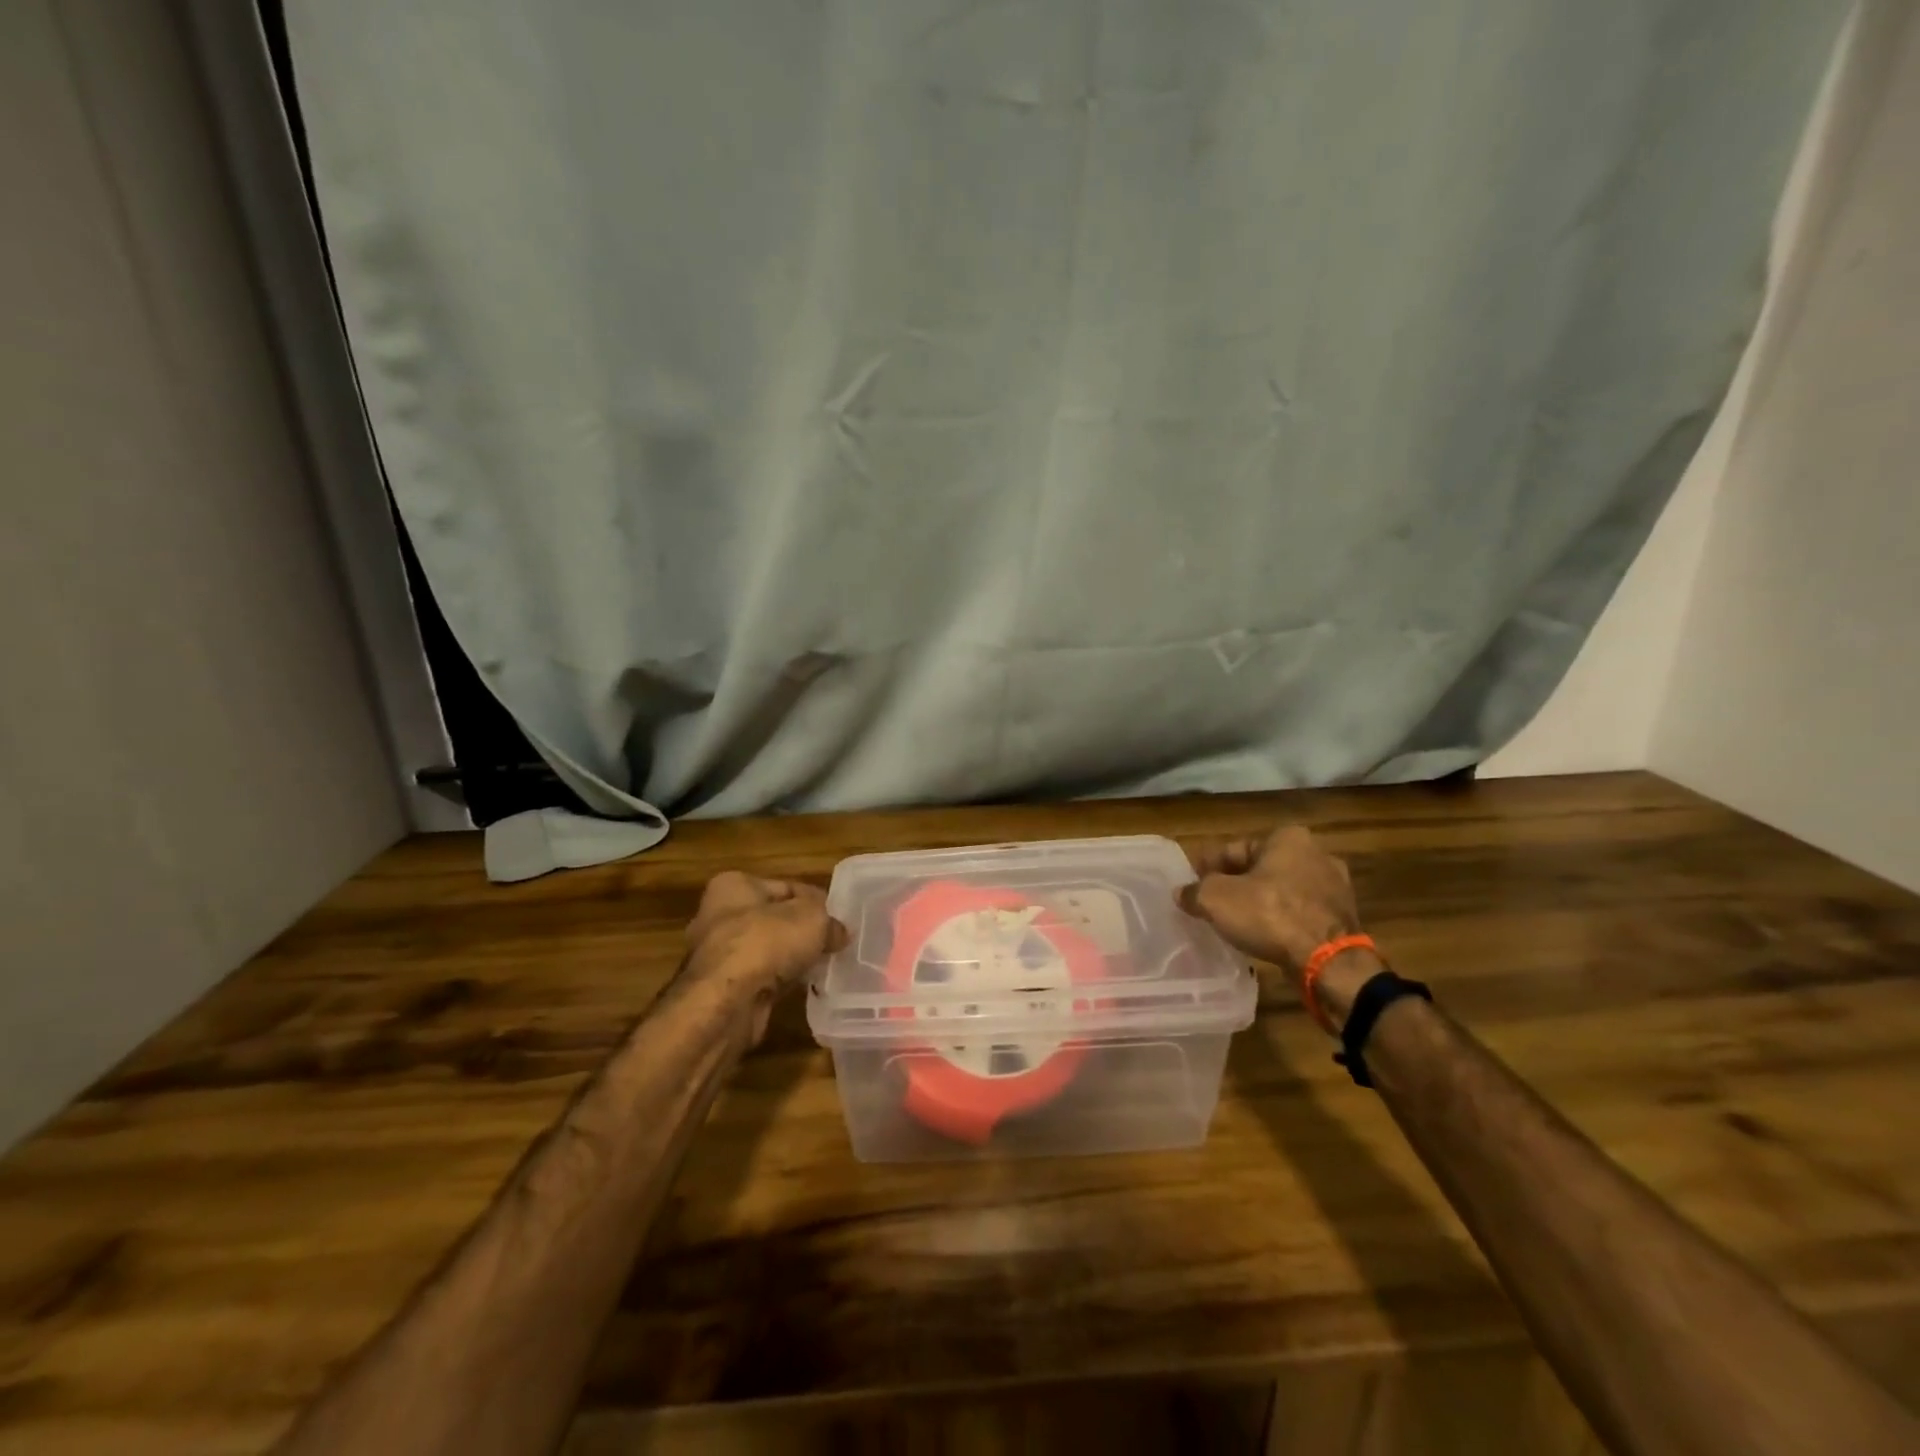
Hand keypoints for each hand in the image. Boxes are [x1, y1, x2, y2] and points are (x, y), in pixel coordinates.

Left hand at [683, 872, 845, 1038]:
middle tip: (832, 942)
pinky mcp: (721, 989)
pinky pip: (759, 978)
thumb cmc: (765, 943)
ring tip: (822, 965)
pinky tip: (801, 987)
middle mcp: (717, 916)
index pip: (785, 886)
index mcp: (733, 886)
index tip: (837, 917)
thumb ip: (830, 921)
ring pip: (766, 951)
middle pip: (773, 919)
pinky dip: (779, 981)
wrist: (726, 1004)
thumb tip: (839, 933)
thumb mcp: (812, 919)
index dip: (814, 900)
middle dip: (801, 931)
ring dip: (791, 958)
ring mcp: (716, 956)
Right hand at [1178, 825, 1380, 1029]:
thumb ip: (1195, 892)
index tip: (1194, 884)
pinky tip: (1264, 935)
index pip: (1235, 849)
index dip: (1209, 867)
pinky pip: (1300, 912)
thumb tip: (1182, 893)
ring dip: (1260, 902)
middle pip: (1260, 868)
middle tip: (1212, 903)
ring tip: (1237, 921)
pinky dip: (1282, 920)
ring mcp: (1334, 886)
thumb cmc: (1270, 915)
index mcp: (1287, 838)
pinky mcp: (1342, 916)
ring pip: (1282, 890)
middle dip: (1237, 884)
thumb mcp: (1217, 900)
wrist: (1328, 962)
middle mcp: (1316, 853)